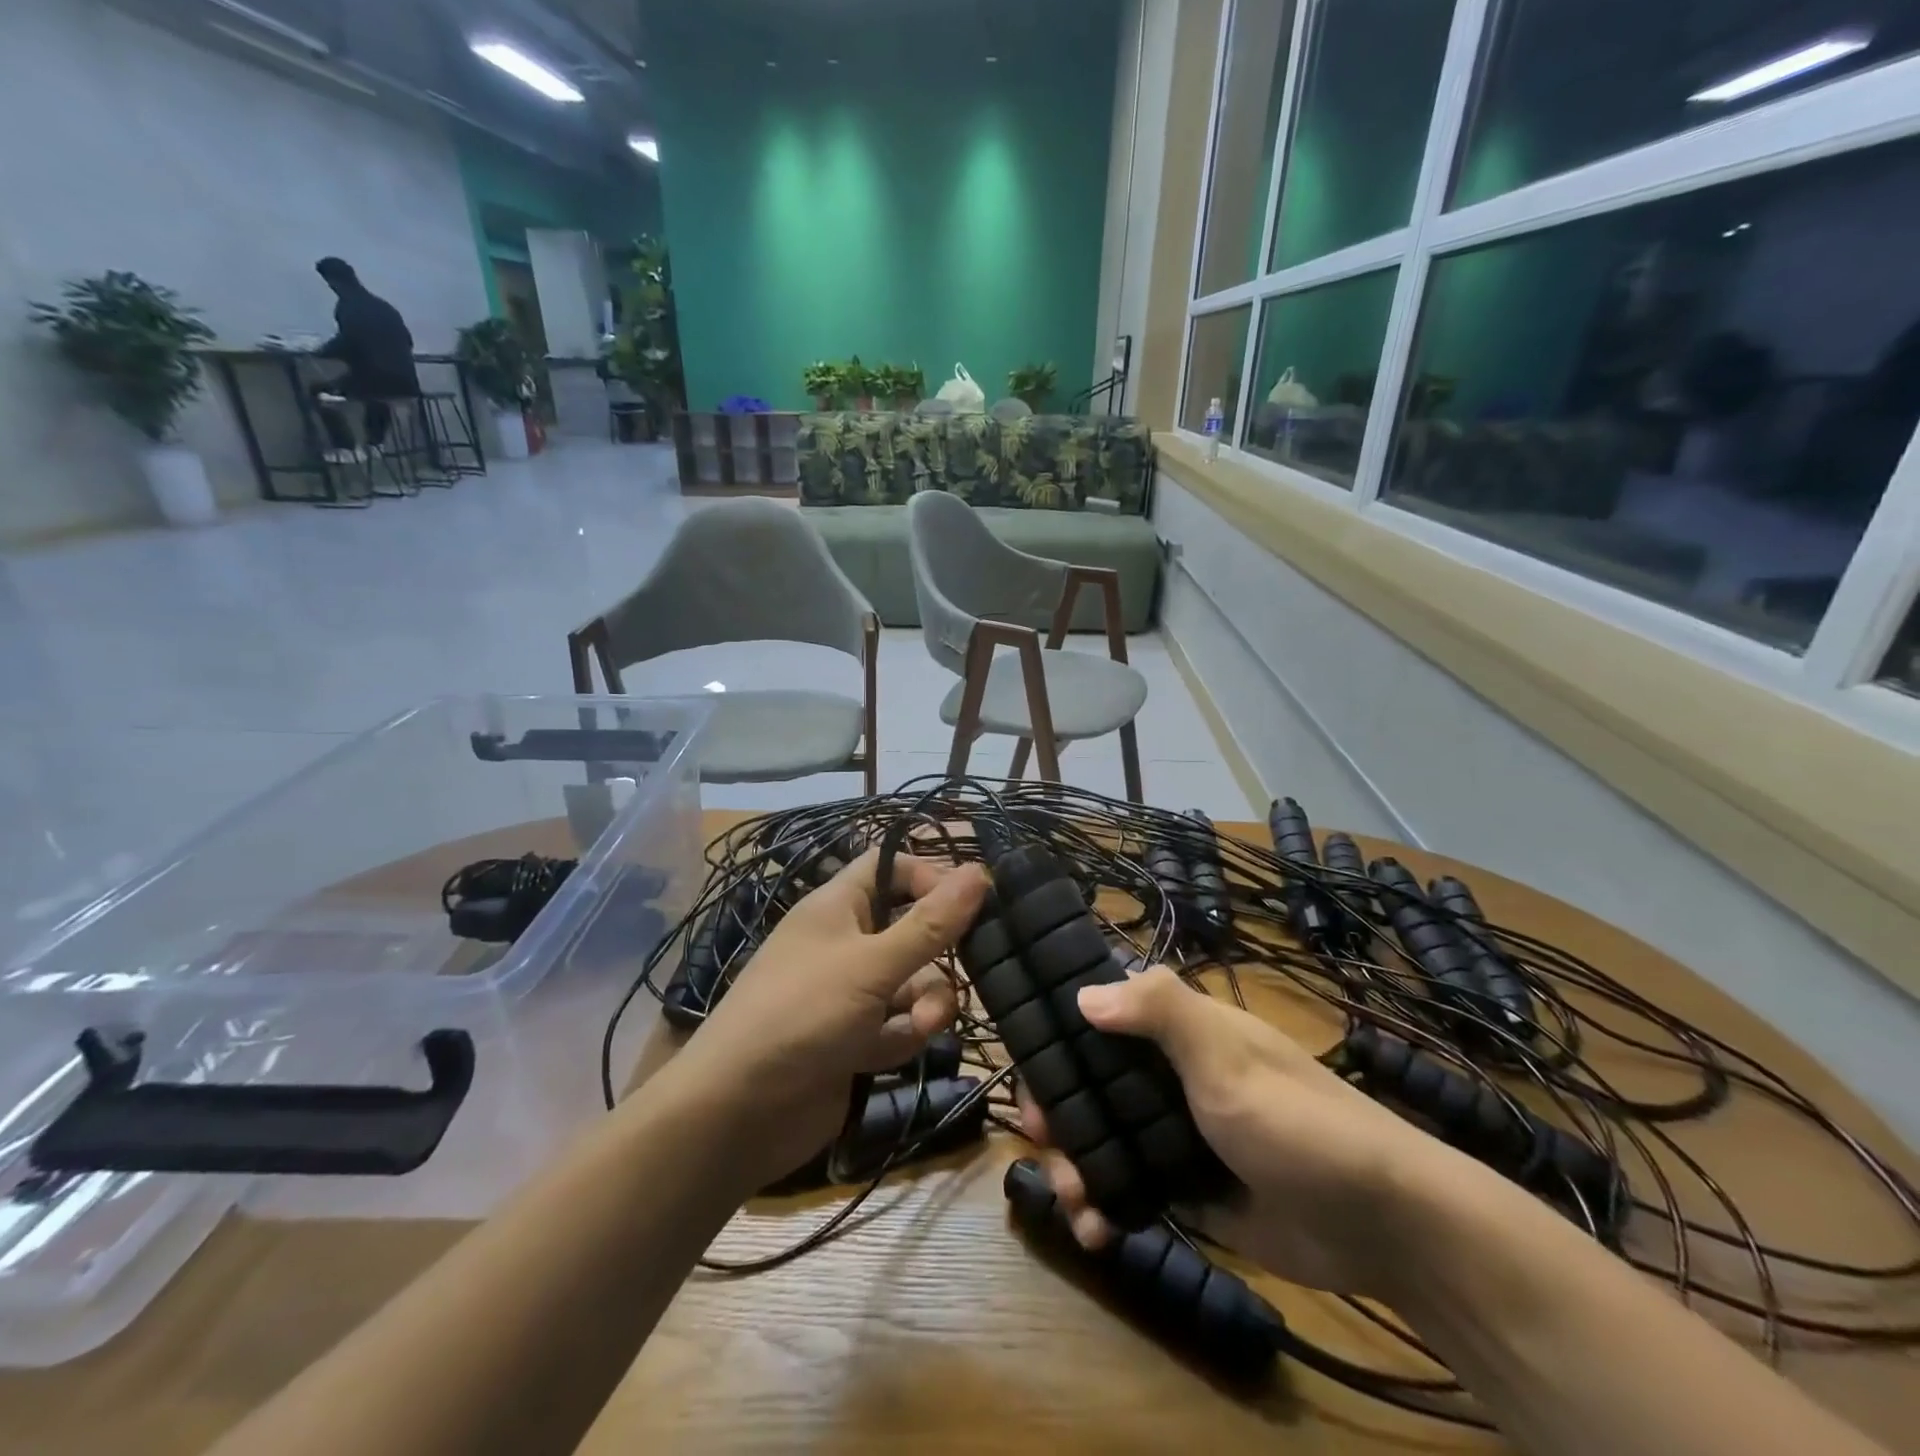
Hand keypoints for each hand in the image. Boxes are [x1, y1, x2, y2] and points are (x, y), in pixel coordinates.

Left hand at [670, 850, 990, 1191]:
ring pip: (913, 982)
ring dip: (927, 1002)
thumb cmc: (802, 1014)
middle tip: (967, 965)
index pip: (891, 867)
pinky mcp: (856, 1040)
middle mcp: (846, 943)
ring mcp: (850, 995)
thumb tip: (982, 871)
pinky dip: (904, 1034)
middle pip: (912, 929)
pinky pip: (898, 1024)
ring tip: (923, 1025)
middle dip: (938, 953)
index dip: (930, 877)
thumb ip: (930, 924)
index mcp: (838, 907)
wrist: (737, 1114)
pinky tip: (895, 1052)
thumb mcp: (871, 964)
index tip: (968, 901)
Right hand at [1019, 967, 1457, 1296]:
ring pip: (1102, 1138)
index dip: (1058, 1031)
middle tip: (1040, 1140)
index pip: (1102, 1014)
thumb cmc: (1295, 1120)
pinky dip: (1105, 1208)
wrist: (1380, 1224)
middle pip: (1090, 1082)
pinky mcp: (1184, 1188)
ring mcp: (1174, 1132)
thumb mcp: (1226, 1055)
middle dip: (1058, 1111)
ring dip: (1076, 1167)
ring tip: (1077, 1204)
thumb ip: (1160, 1011)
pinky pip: (1127, 1189)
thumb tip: (1082, 994)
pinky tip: (1097, 1233)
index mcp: (1178, 1031)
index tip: (1024, 1059)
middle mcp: (1168, 1073)